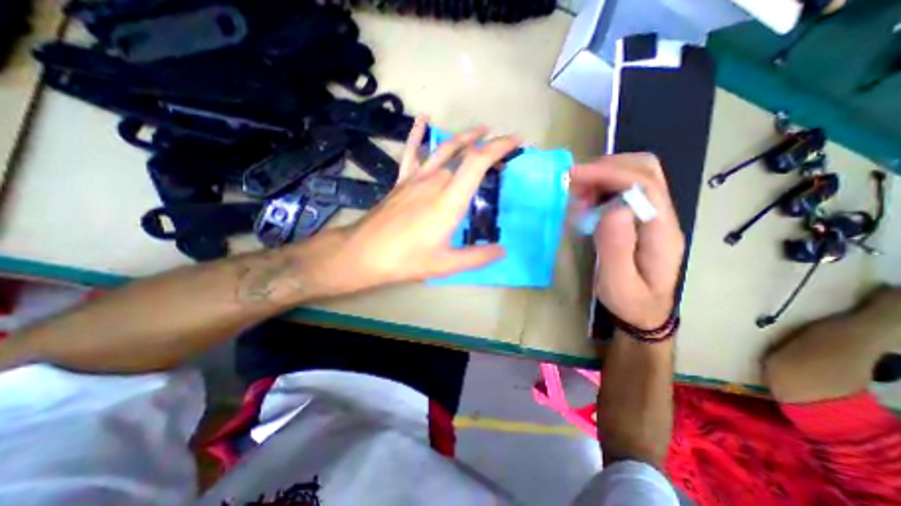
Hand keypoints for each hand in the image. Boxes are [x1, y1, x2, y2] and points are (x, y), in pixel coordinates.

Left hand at [327, 117, 516, 292]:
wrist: (364, 252)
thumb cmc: (407, 259)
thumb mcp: (446, 265)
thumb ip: (477, 257)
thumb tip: (502, 251)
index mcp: (449, 200)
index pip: (478, 161)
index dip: (499, 147)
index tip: (515, 142)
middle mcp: (434, 181)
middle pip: (464, 154)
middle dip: (487, 148)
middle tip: (503, 151)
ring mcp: (415, 178)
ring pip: (443, 148)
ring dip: (464, 137)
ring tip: (480, 130)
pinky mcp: (402, 181)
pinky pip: (412, 152)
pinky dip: (418, 134)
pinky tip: (423, 118)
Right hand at [573, 153, 686, 326]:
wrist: (644, 313)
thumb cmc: (630, 301)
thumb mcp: (618, 283)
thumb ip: (616, 248)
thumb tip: (613, 209)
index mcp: (661, 231)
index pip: (644, 185)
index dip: (609, 174)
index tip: (575, 176)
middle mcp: (662, 215)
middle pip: (645, 170)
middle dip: (606, 168)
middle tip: (574, 182)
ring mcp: (653, 214)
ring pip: (635, 174)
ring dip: (603, 175)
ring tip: (578, 193)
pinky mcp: (639, 217)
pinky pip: (623, 188)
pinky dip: (602, 186)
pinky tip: (587, 201)